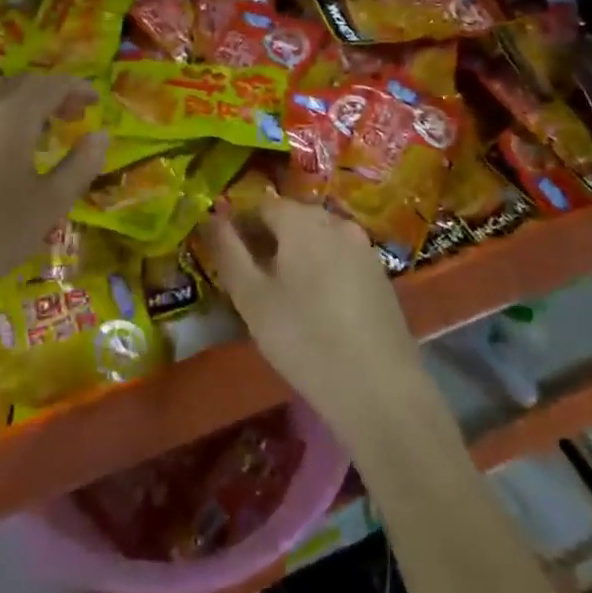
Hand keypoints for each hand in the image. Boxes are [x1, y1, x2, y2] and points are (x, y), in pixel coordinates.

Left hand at [0, 73, 107, 316]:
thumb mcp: (49, 205)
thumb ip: (80, 165)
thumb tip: (100, 135)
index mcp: (10, 118)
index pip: (50, 84)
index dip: (76, 87)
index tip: (95, 101)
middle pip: (19, 85)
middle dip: (49, 93)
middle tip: (71, 115)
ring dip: (21, 108)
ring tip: (39, 137)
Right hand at [197, 196, 427, 444]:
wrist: (379, 388)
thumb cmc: (304, 338)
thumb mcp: (251, 298)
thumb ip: (227, 251)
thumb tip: (211, 217)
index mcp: (301, 220)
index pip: (260, 204)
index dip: (239, 226)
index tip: (229, 259)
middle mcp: (335, 221)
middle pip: (291, 218)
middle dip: (268, 240)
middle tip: (252, 281)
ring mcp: (362, 246)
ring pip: (317, 238)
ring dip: (296, 255)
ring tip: (283, 296)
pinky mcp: (379, 273)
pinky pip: (339, 257)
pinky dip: (322, 269)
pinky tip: (318, 307)